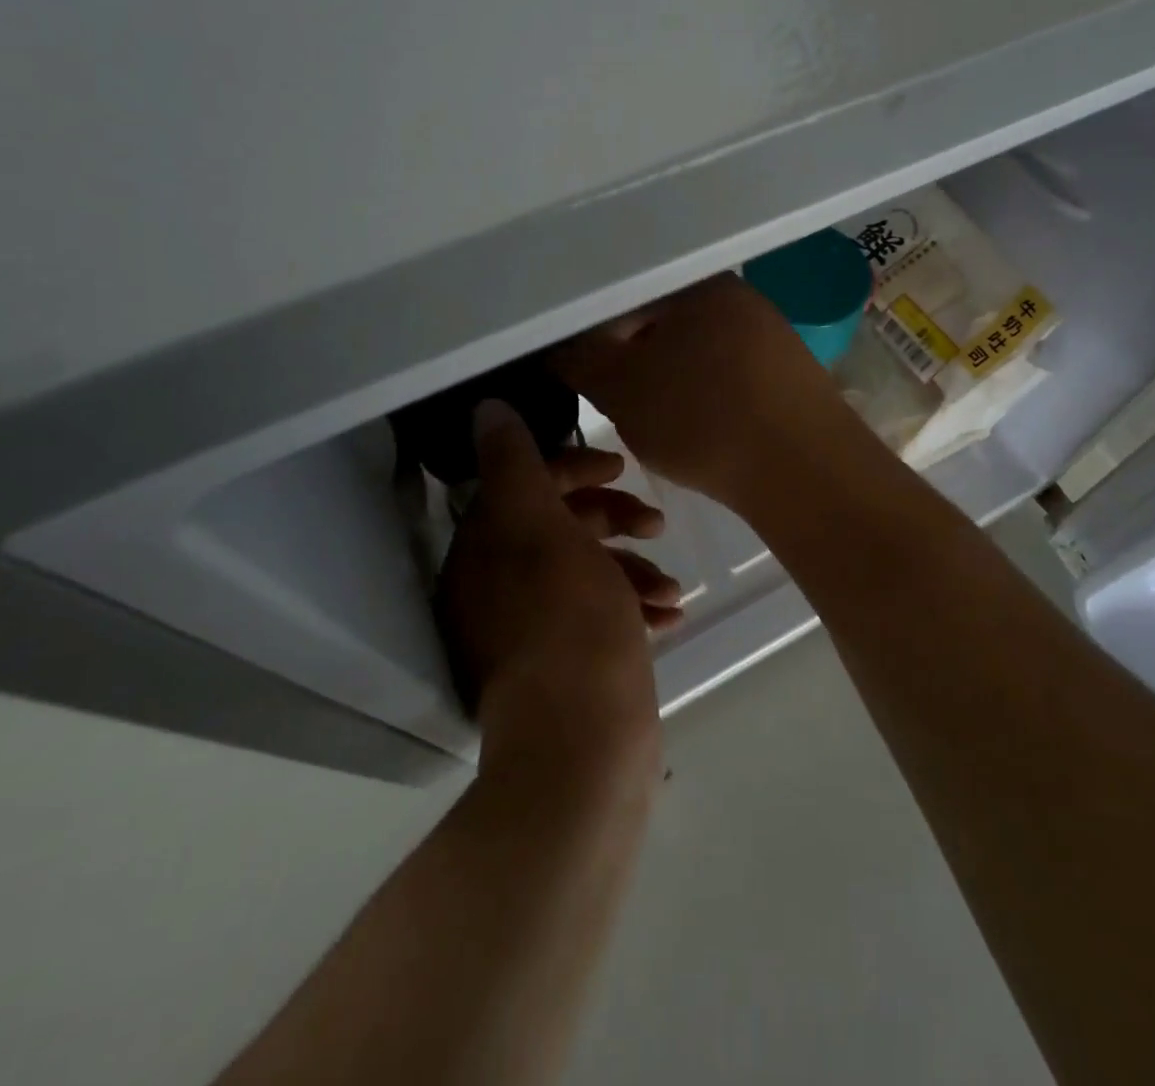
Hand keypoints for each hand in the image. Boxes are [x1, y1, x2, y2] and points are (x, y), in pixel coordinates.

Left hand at [438, 401, 671, 789]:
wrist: (583, 745)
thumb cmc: (568, 623)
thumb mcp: (540, 530)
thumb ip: (516, 466)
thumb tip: (487, 409)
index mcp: (485, 549)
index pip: (524, 483)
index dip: (574, 467)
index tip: (620, 468)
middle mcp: (498, 587)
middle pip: (559, 526)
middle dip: (613, 519)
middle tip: (656, 523)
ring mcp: (532, 629)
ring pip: (588, 572)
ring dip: (634, 569)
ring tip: (669, 589)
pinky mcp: (565, 664)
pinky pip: (601, 616)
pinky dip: (633, 608)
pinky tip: (668, 616)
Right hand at [552, 274, 862, 508]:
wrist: (805, 470)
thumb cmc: (702, 419)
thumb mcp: (620, 389)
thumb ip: (578, 359)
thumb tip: (557, 345)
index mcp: (694, 282)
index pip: (622, 296)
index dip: (591, 337)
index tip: (581, 376)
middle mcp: (737, 295)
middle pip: (660, 323)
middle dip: (632, 362)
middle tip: (619, 405)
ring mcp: (770, 332)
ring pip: (695, 352)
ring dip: (668, 382)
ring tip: (662, 423)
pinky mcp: (790, 373)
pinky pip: (729, 376)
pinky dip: (705, 397)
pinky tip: (704, 429)